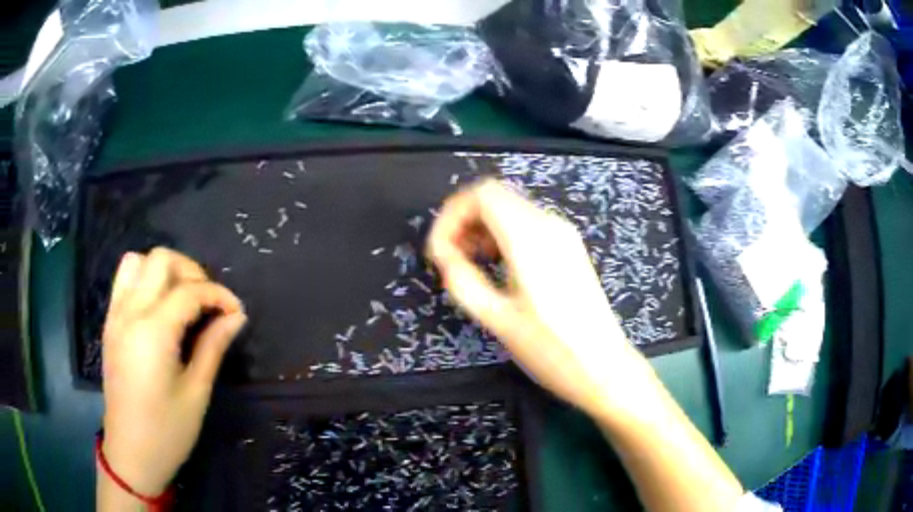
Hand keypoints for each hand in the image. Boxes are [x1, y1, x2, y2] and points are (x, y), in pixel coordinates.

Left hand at [100, 248, 246, 496]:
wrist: (130, 453)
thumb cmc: (167, 431)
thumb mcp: (196, 393)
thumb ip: (213, 347)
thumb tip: (236, 317)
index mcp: (153, 332)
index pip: (189, 291)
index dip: (218, 295)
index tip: (237, 312)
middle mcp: (130, 313)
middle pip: (160, 260)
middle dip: (191, 271)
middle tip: (208, 302)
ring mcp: (115, 315)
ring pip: (138, 261)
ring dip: (164, 271)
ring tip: (182, 298)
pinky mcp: (110, 323)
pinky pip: (124, 281)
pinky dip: (145, 280)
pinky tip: (159, 308)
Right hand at [428, 180, 653, 418]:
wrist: (603, 366)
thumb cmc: (551, 349)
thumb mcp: (497, 318)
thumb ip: (462, 279)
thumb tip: (443, 255)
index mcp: (530, 238)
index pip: (481, 194)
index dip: (451, 215)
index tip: (439, 250)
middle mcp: (550, 225)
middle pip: (495, 196)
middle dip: (464, 221)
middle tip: (449, 258)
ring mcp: (563, 234)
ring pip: (510, 208)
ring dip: (482, 228)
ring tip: (469, 264)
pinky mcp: (569, 247)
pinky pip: (527, 224)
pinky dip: (503, 235)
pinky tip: (497, 266)